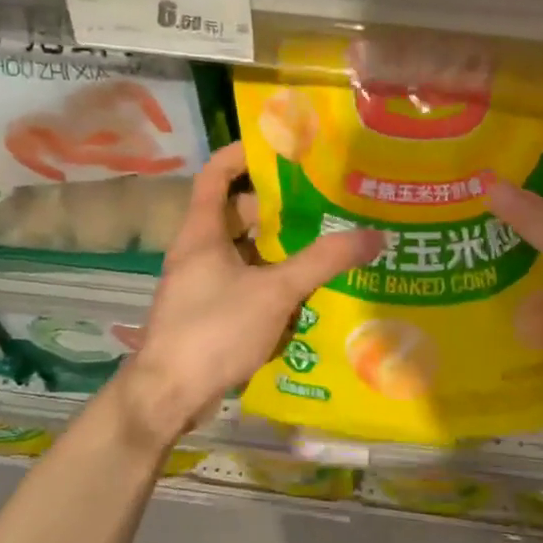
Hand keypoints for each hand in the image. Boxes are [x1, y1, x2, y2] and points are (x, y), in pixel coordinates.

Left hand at [117, 143, 381, 444]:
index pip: (216, 174)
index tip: (281, 147)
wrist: (168, 395)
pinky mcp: (210, 313)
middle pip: (238, 215)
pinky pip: (245, 284)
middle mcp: (198, 251)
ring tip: (324, 244)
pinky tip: (305, 293)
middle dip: (278, 208)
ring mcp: (202, 284)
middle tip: (323, 202)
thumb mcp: (274, 291)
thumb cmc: (214, 330)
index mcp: (202, 232)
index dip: (243, 155)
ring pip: (246, 254)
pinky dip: (272, 282)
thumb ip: (323, 262)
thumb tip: (374, 235)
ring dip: (279, 249)